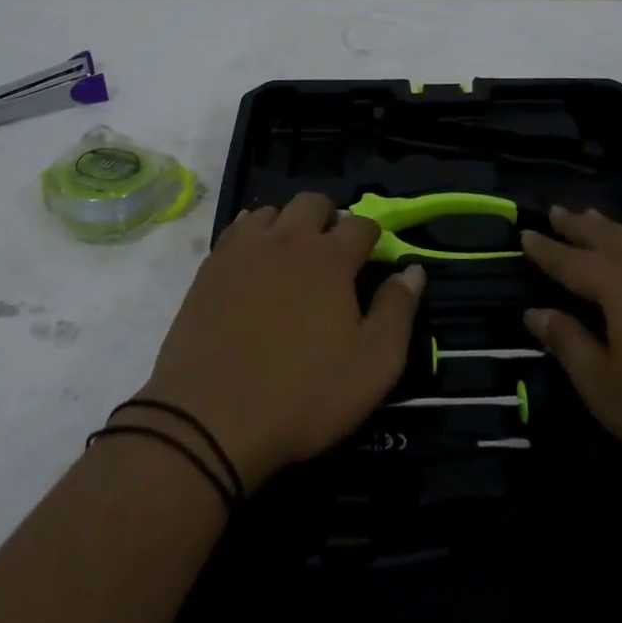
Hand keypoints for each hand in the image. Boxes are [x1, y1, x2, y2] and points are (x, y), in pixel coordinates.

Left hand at [134, 192, 424, 491]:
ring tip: (291, 257)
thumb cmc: (301, 396)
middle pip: (314, 202)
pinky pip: (236, 231)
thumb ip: (397, 311)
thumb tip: (413, 270)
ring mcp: (244, 249)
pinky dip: (252, 236)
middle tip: (332, 254)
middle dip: (330, 218)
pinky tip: (253, 263)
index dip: (373, 237)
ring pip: (272, 211)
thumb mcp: (372, 366)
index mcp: (330, 257)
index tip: (373, 258)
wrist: (209, 420)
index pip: (361, 224)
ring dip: (288, 224)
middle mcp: (288, 239)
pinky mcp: (211, 267)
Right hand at [521, 206, 621, 495]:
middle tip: (556, 211)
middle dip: (577, 226)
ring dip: (612, 227)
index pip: (570, 261)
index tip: (524, 233)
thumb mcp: (606, 390)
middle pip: (604, 238)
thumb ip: (569, 346)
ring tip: (594, 216)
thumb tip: (534, 312)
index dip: (545, 249)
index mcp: (615, 287)